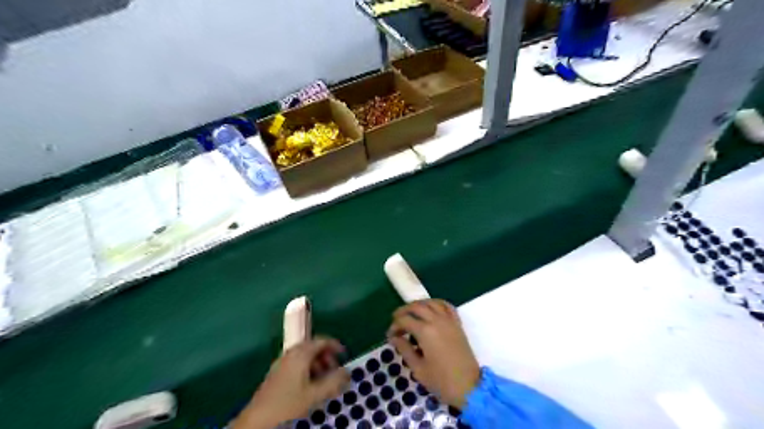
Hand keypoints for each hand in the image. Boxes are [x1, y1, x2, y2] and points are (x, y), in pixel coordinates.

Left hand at [233, 338, 350, 428]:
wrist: (257, 420)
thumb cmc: (287, 404)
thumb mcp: (315, 395)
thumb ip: (334, 382)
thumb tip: (347, 372)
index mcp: (300, 354)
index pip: (322, 341)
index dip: (335, 346)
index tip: (345, 355)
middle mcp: (291, 353)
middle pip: (313, 347)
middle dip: (326, 357)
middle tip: (335, 371)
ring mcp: (282, 362)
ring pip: (305, 356)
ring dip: (317, 364)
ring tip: (324, 381)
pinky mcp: (277, 372)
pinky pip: (297, 363)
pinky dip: (307, 369)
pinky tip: (309, 386)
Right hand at [388, 298, 474, 408]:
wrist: (469, 386)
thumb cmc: (441, 380)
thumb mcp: (418, 368)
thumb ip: (405, 349)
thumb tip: (394, 338)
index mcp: (425, 331)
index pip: (405, 320)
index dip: (394, 325)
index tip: (390, 335)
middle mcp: (436, 320)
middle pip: (417, 306)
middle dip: (404, 311)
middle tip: (396, 320)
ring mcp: (449, 320)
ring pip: (431, 302)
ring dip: (419, 304)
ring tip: (411, 313)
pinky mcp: (457, 323)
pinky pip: (446, 306)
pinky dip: (437, 303)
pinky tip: (431, 308)